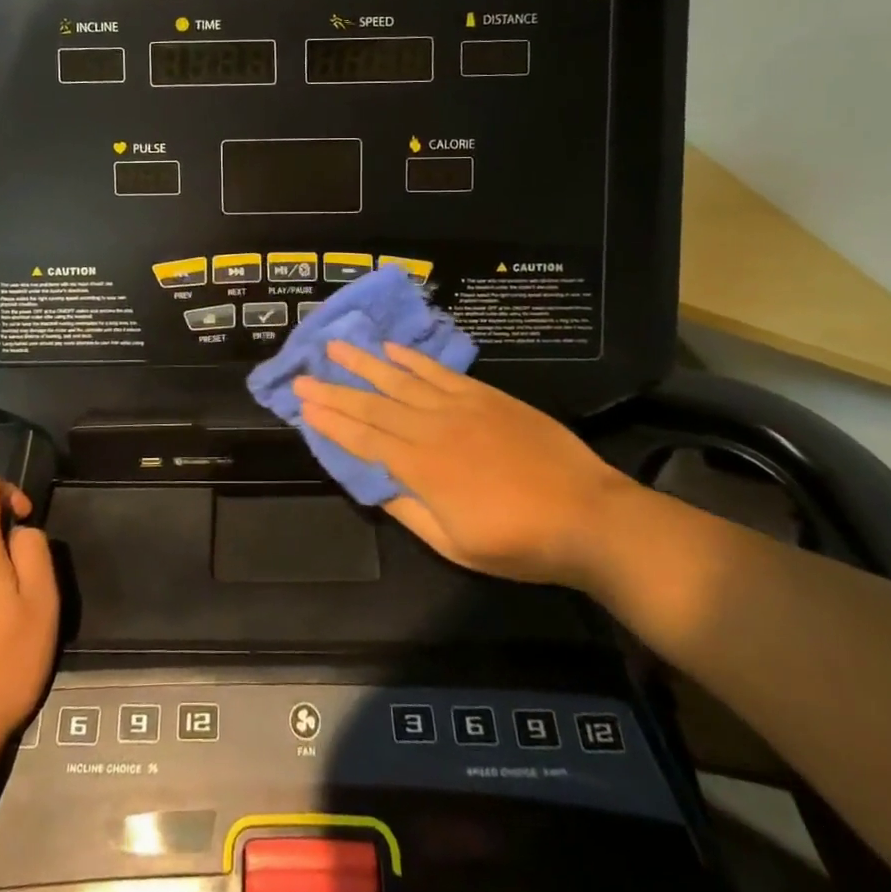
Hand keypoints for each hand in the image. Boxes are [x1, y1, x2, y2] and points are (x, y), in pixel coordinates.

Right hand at [294, 342, 635, 587]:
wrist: (588, 516)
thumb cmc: (520, 542)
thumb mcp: (456, 545)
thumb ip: (410, 510)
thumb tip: (374, 483)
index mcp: (421, 468)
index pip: (364, 439)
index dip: (331, 421)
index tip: (302, 404)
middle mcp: (432, 429)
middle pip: (374, 405)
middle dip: (335, 390)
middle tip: (303, 375)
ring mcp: (459, 407)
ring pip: (401, 380)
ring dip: (366, 363)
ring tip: (337, 346)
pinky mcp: (485, 396)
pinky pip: (439, 372)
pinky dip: (413, 359)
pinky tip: (393, 349)